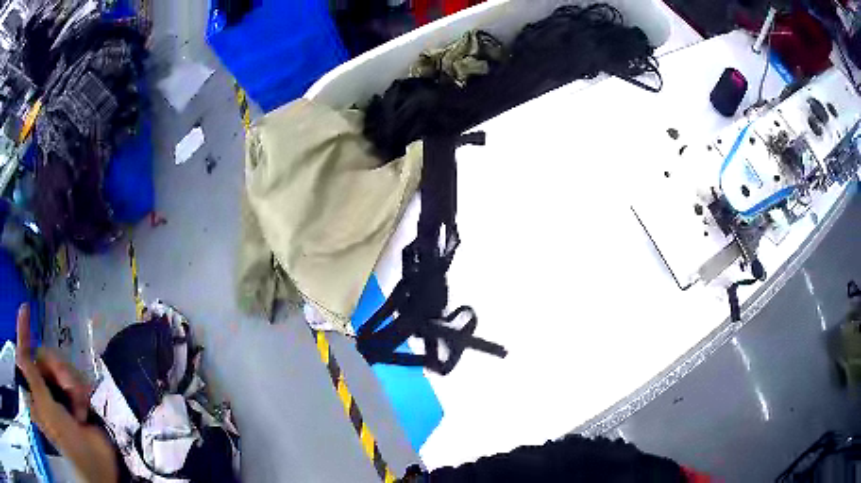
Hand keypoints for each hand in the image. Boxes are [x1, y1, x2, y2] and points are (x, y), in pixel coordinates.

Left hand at [16, 304, 118, 482]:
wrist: (97, 465)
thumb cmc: (66, 442)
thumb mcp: (45, 408)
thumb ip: (30, 374)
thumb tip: (17, 348)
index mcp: (33, 391)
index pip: (24, 355)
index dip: (23, 333)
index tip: (25, 309)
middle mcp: (42, 389)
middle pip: (43, 357)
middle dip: (56, 367)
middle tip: (65, 383)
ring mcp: (58, 395)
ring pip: (60, 366)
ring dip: (70, 382)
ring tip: (77, 405)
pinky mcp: (73, 397)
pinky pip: (75, 377)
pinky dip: (80, 390)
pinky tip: (83, 407)